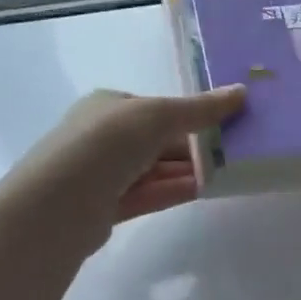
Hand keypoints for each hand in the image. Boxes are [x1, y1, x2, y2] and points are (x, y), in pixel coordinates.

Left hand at [0, 87, 246, 252]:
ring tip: (231, 171)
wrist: (58, 204)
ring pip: (156, 169)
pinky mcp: (107, 207)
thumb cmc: (107, 143)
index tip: (228, 124)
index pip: (157, 108)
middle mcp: (103, 136)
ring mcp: (103, 173)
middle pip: (159, 139)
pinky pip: (150, 194)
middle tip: (237, 151)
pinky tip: (206, 190)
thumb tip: (242, 91)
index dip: (193, 115)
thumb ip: (201, 108)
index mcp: (109, 105)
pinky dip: (176, 189)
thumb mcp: (158, 115)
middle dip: (195, 146)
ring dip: (190, 170)